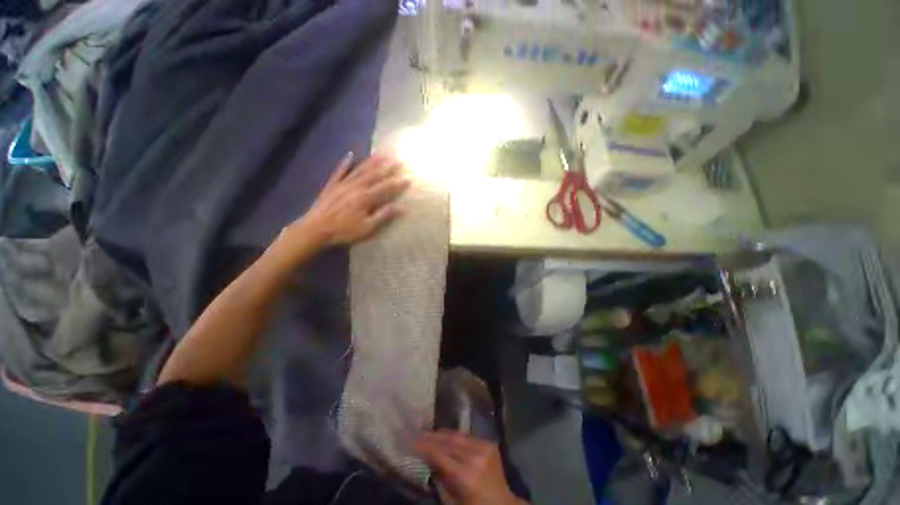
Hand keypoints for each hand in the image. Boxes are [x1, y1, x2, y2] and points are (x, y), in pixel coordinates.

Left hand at [292, 152, 409, 247]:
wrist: (315, 229)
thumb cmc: (344, 231)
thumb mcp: (367, 227)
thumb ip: (384, 215)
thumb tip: (402, 207)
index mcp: (366, 198)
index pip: (385, 188)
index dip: (397, 183)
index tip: (408, 177)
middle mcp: (356, 187)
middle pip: (374, 175)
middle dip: (387, 167)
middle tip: (397, 159)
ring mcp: (343, 184)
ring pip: (360, 170)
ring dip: (371, 161)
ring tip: (381, 153)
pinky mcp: (331, 185)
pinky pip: (339, 171)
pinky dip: (345, 163)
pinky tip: (350, 154)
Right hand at [415, 431, 525, 504]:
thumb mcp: (452, 500)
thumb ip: (439, 477)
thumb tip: (427, 457)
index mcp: (465, 476)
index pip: (439, 454)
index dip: (424, 446)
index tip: (411, 439)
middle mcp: (475, 457)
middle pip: (448, 441)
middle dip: (431, 437)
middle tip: (417, 432)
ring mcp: (484, 447)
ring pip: (457, 436)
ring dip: (441, 434)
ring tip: (428, 432)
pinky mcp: (489, 443)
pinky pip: (467, 437)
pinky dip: (454, 436)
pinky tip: (445, 436)